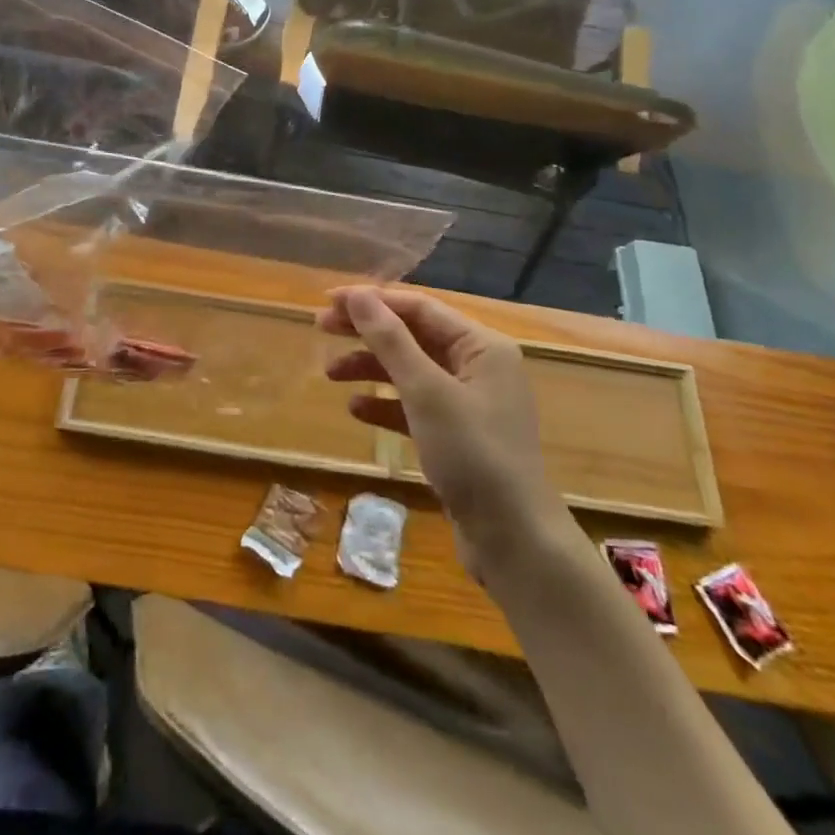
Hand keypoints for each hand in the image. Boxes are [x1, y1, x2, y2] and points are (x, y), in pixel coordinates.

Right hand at [320, 287, 557, 569]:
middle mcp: (478, 367)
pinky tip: (356, 409)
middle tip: (320, 328)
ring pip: (411, 371)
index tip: (328, 302)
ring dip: (371, 368)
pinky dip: (385, 404)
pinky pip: (415, 406)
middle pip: (413, 336)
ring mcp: (469, 403)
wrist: (513, 539)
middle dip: (367, 332)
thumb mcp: (426, 392)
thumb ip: (390, 340)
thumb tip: (358, 295)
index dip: (372, 301)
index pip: (419, 308)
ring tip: (330, 375)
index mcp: (482, 346)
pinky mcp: (458, 435)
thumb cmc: (473, 454)